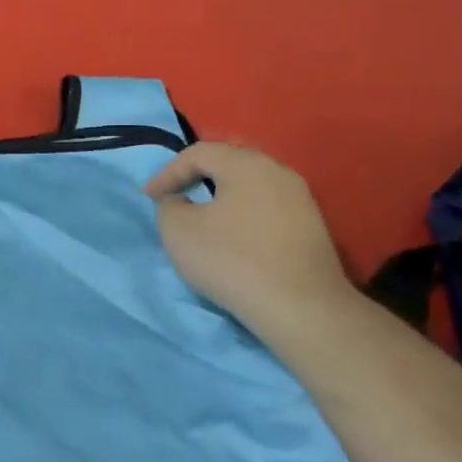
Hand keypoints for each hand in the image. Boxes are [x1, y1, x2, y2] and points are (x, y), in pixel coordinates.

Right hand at [143, 142, 353, 329]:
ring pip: (251, 186)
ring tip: (202, 216)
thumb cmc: (232, 260)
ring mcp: (301, 199)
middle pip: (229, 163)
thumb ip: (169, 206)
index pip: (198, 153)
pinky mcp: (312, 227)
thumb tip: (179, 201)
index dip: (167, 172)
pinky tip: (234, 236)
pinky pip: (268, 207)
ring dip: (222, 196)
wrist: (300, 307)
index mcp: (246, 164)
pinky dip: (243, 214)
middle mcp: (278, 172)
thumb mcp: (178, 231)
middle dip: (197, 177)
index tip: (149, 198)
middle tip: (175, 195)